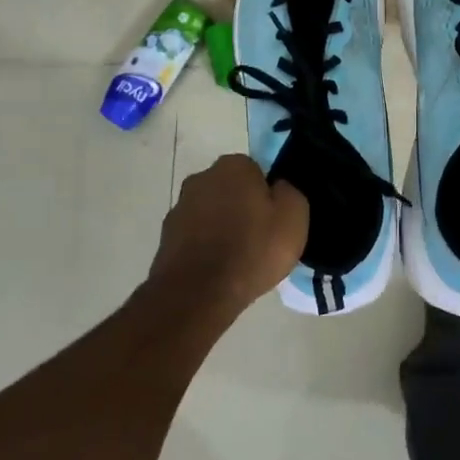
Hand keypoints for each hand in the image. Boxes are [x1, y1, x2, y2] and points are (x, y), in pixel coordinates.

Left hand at [146, 154, 307, 312]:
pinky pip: (195, 237)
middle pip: (230, 190)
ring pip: (211, 213)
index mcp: (233, 166)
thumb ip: (290, 193)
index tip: (274, 220)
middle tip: (259, 239)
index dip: (267, 196)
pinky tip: (218, 271)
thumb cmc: (252, 249)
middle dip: (242, 208)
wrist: (198, 293)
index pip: (256, 171)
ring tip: (239, 260)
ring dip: (222, 228)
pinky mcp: (165, 238)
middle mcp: (201, 178)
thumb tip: (278, 189)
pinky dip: (205, 248)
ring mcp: (179, 208)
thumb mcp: (294, 217)